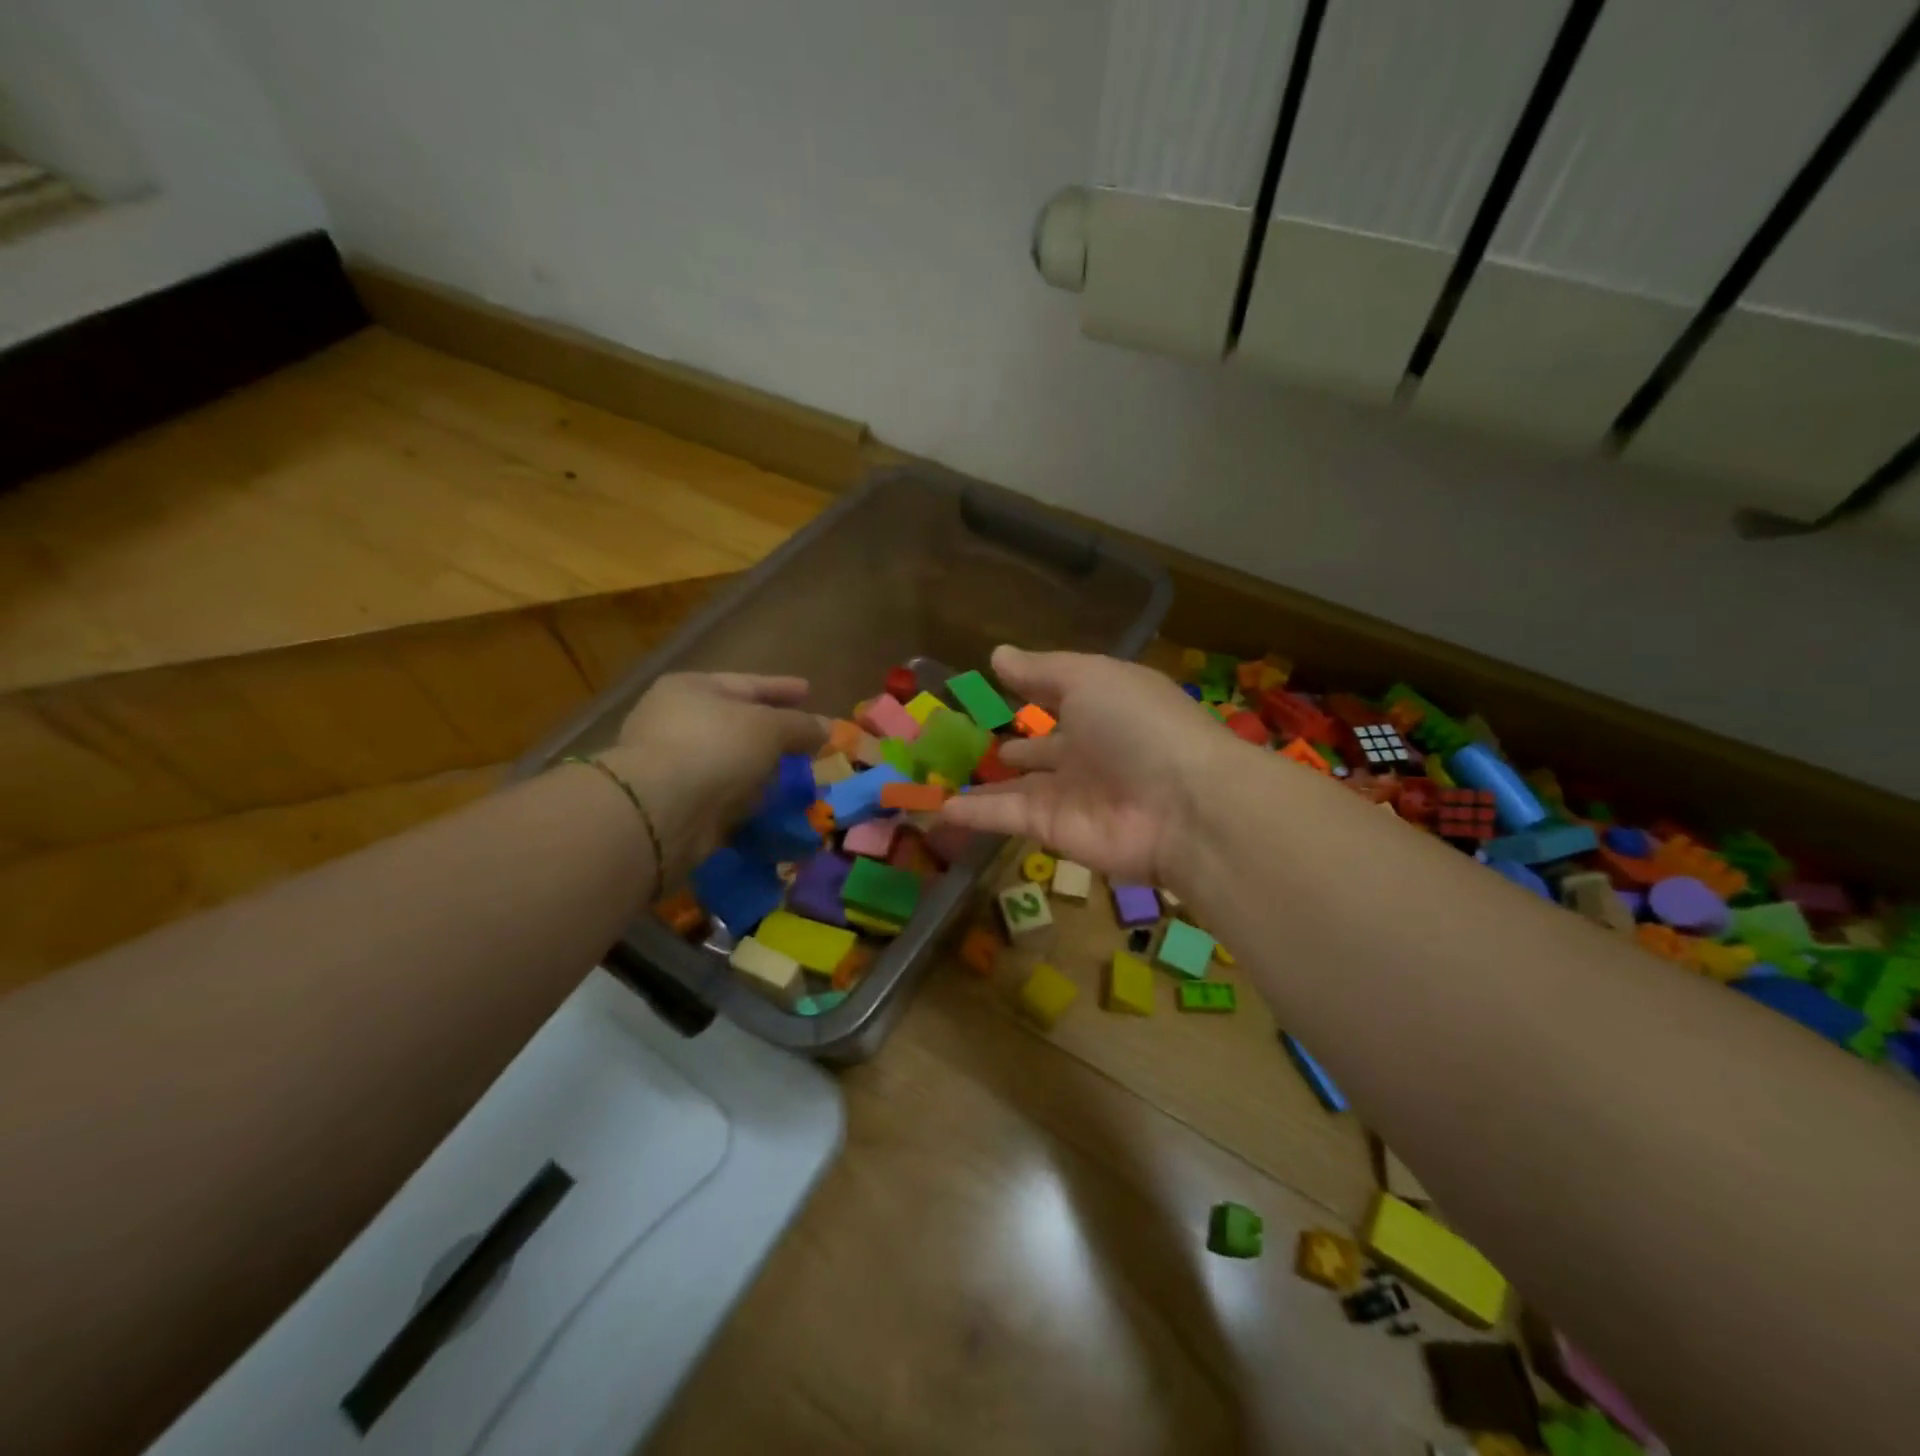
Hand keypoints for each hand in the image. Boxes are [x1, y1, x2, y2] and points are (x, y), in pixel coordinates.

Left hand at [598, 673, 825, 882]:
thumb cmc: (715, 747)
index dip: (781, 687)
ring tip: (794, 777)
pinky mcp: (674, 802)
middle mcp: (675, 720)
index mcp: (692, 688)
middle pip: (737, 722)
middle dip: (772, 733)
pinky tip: (770, 805)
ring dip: (760, 770)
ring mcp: (671, 763)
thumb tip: (827, 728)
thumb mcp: (769, 728)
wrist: (660, 810)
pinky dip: (745, 798)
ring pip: (730, 761)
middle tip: (805, 740)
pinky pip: (722, 794)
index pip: (747, 683)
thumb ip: (801, 725)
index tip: (809, 689)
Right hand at [938, 646, 1230, 888]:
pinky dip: (973, 812)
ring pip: (1016, 787)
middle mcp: (1087, 750)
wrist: (1182, 807)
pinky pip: (1005, 816)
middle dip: (1010, 746)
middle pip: (1040, 749)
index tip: (992, 685)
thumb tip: (997, 654)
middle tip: (962, 741)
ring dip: (984, 782)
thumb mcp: (1089, 678)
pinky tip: (938, 806)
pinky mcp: (1053, 829)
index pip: (1060, 697)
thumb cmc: (1138, 724)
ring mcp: (1069, 793)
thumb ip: (1041, 670)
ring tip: (939, 775)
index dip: (1030, 691)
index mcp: (1102, 707)